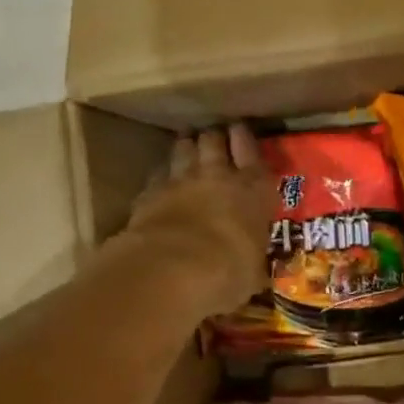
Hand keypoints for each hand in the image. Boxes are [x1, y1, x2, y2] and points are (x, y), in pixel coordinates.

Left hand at [123, 125, 276, 317]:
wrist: (173, 268)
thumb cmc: (228, 271)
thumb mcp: (252, 272)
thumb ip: (251, 261)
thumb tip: (253, 271)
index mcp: (253, 192)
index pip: (253, 156)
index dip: (245, 141)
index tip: (240, 130)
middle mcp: (218, 177)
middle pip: (214, 143)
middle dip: (214, 137)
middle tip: (213, 134)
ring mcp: (181, 181)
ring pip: (184, 150)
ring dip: (186, 145)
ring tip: (187, 142)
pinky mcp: (150, 192)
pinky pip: (158, 175)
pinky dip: (162, 174)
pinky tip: (161, 176)